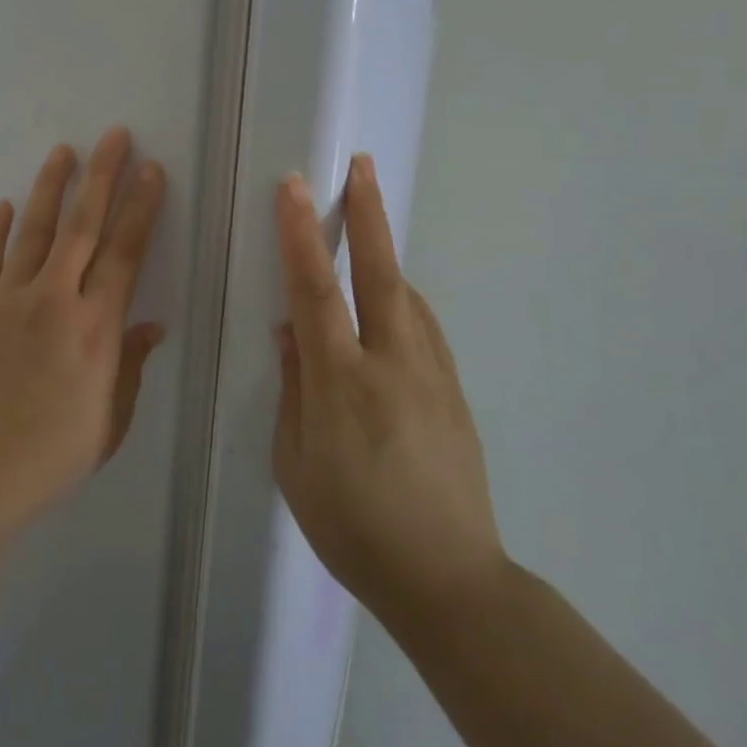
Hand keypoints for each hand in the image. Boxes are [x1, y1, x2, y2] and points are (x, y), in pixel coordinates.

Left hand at [0, 127, 167, 529]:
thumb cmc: (51, 457)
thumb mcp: (109, 421)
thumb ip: (130, 365)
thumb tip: (150, 324)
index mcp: (94, 327)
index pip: (125, 252)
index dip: (141, 208)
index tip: (151, 171)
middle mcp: (53, 300)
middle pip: (82, 225)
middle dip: (101, 175)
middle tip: (114, 135)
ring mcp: (7, 300)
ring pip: (34, 231)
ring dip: (50, 187)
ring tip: (63, 151)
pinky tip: (4, 205)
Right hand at [272, 154, 505, 619]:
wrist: (449, 581)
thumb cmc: (353, 526)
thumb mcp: (295, 463)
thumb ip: (293, 388)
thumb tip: (293, 332)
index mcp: (342, 382)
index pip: (316, 291)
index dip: (301, 235)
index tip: (294, 187)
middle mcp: (392, 364)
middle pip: (380, 273)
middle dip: (368, 214)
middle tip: (361, 165)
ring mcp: (432, 375)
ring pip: (407, 295)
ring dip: (386, 253)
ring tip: (368, 224)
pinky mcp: (454, 392)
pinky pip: (423, 327)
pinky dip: (402, 298)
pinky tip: (392, 300)